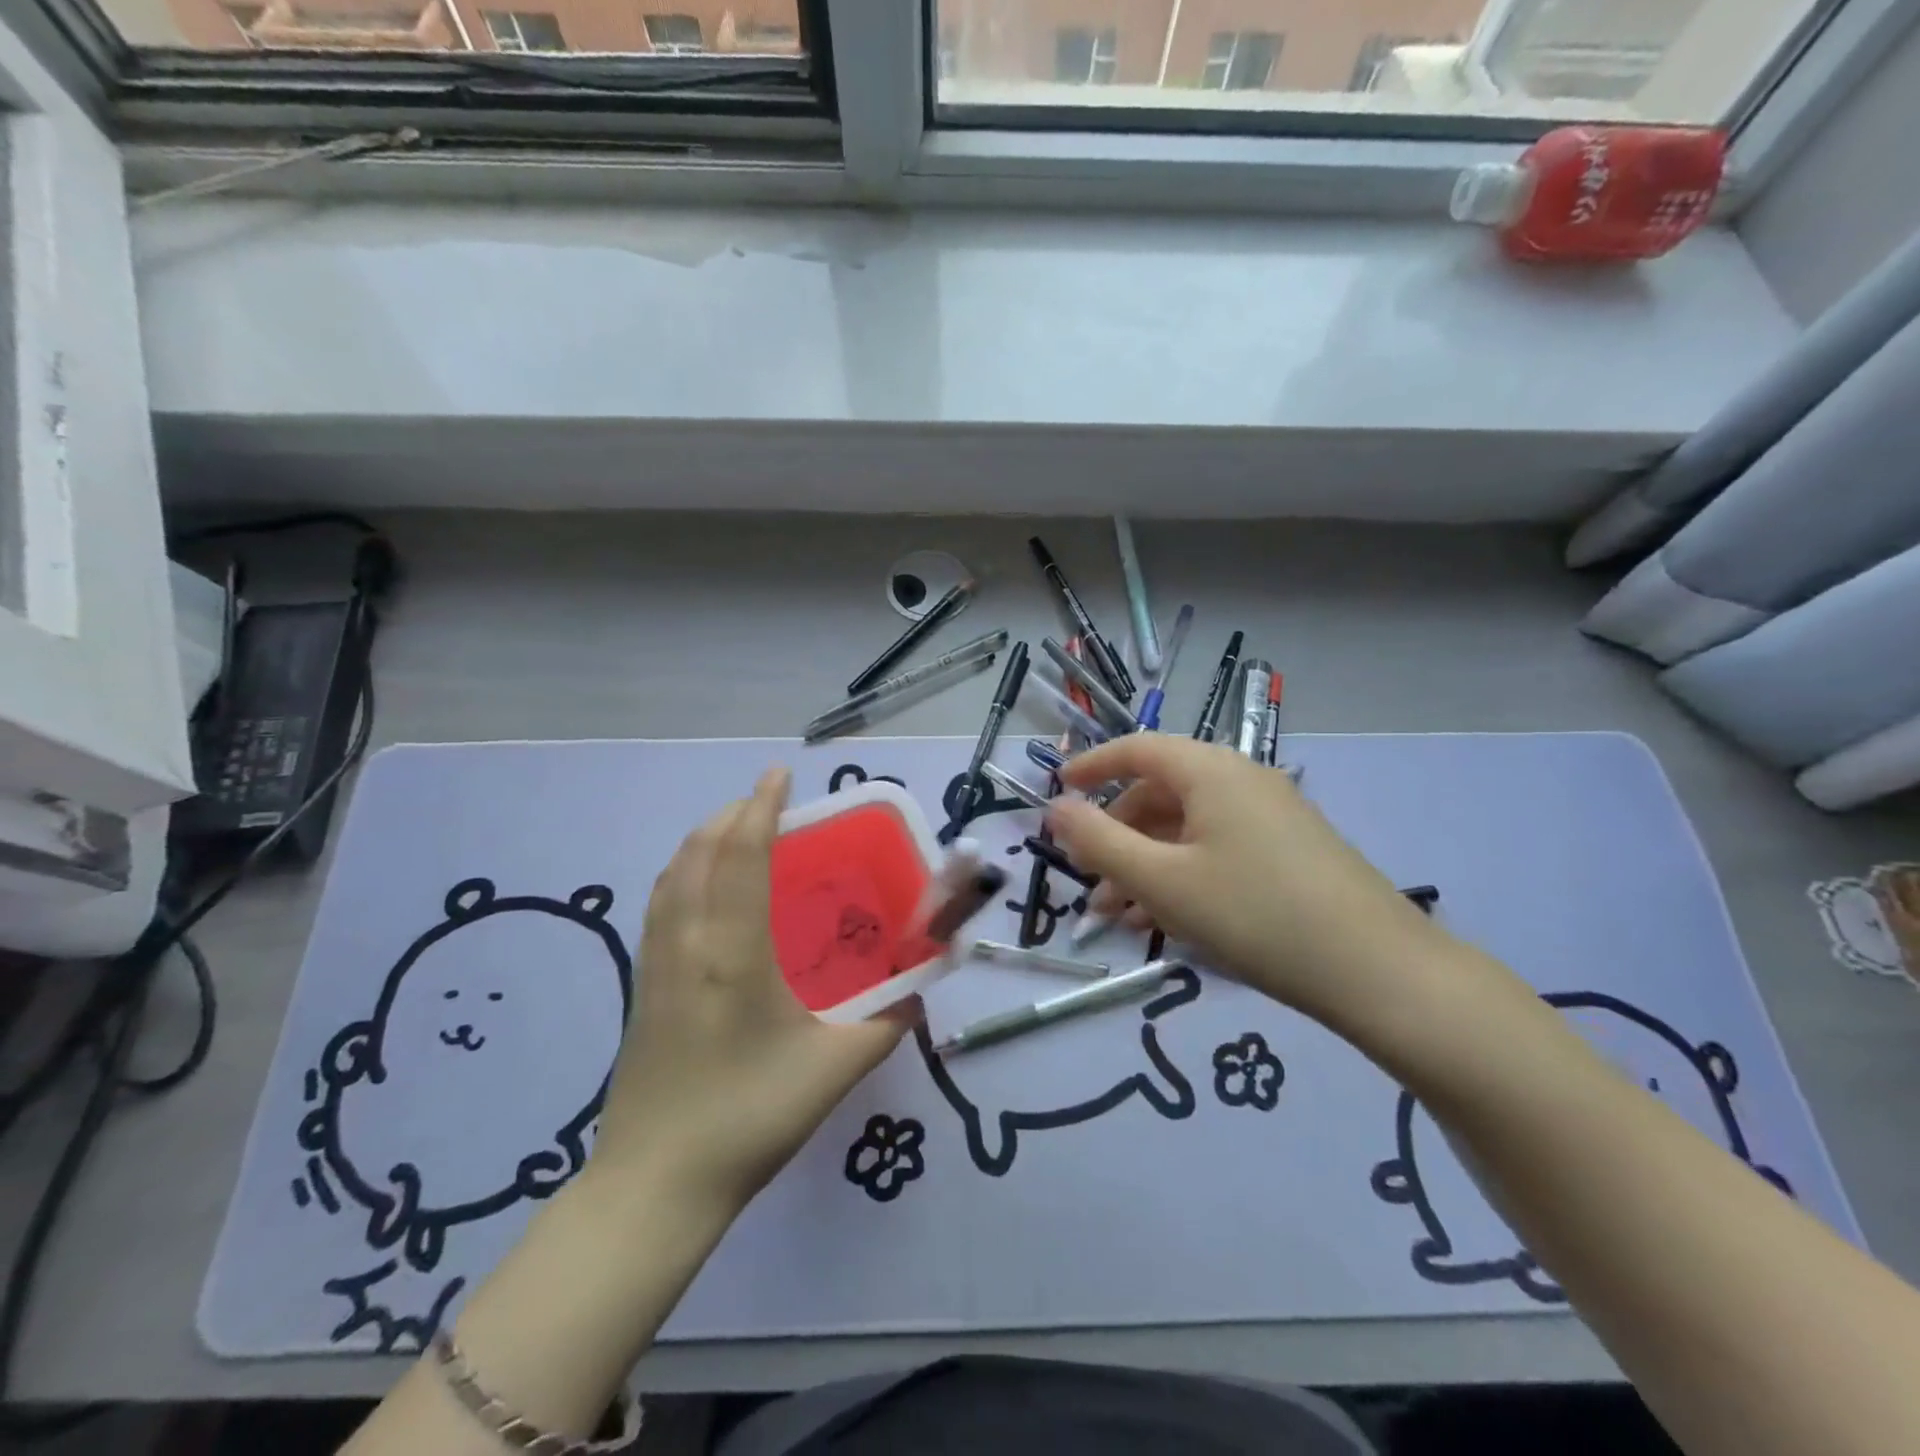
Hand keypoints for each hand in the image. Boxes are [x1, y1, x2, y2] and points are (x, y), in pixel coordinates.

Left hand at [588, 767, 911, 1214]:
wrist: (655, 1185)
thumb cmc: (749, 1118)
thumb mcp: (833, 1070)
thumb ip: (886, 1022)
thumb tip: (920, 988)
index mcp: (733, 953)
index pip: (741, 856)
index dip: (760, 807)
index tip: (780, 774)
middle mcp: (687, 942)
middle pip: (700, 851)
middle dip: (732, 813)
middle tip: (770, 803)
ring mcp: (656, 963)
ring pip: (673, 874)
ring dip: (704, 838)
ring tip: (738, 831)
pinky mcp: (642, 986)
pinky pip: (661, 903)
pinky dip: (684, 871)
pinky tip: (704, 887)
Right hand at [1047, 735, 1440, 1024]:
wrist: (1379, 972)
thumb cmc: (1255, 914)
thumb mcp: (1163, 881)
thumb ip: (1100, 841)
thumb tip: (1055, 809)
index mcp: (1210, 771)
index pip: (1137, 749)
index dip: (1092, 766)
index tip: (1056, 793)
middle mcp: (1241, 781)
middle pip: (1160, 793)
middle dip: (1115, 834)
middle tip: (1087, 878)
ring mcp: (1271, 817)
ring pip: (1187, 829)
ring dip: (1145, 863)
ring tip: (1117, 915)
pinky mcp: (1289, 853)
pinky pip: (1217, 850)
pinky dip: (1182, 876)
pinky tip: (1164, 922)